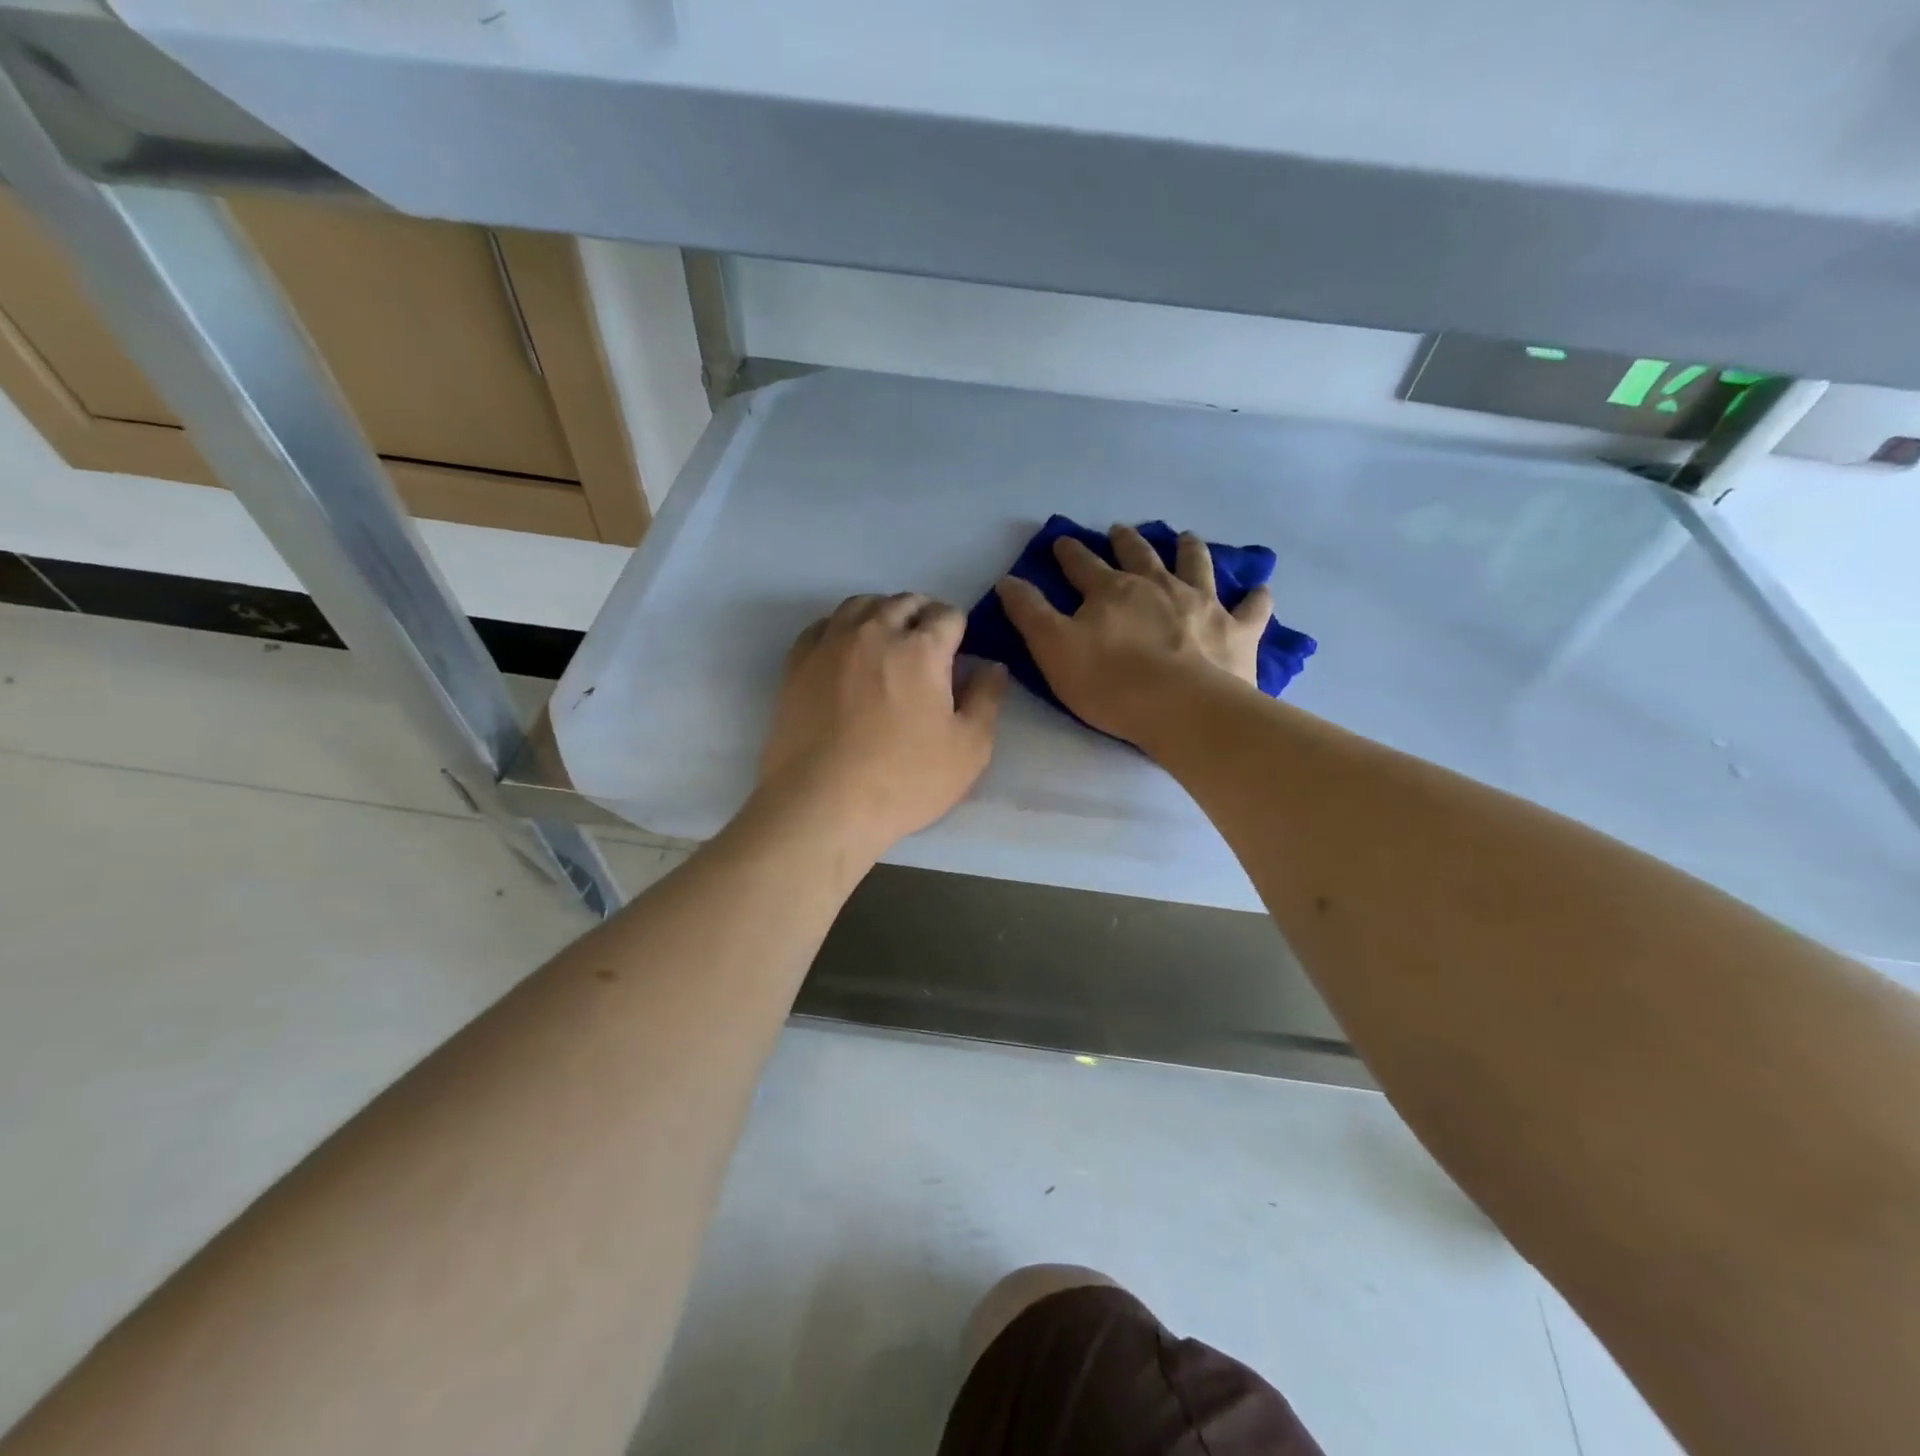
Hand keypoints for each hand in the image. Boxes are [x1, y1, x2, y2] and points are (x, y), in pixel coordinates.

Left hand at [759, 593, 1007, 854]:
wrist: (821, 805)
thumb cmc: (903, 780)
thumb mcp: (968, 749)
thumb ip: (987, 699)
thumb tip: (993, 666)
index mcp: (921, 648)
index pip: (947, 615)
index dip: (958, 630)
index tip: (957, 653)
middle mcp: (875, 631)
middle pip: (905, 602)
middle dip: (923, 616)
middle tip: (927, 647)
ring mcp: (830, 643)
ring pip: (861, 604)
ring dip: (883, 613)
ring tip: (888, 641)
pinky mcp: (797, 662)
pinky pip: (824, 625)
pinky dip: (843, 627)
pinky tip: (847, 651)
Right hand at [995, 524, 1270, 747]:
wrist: (1182, 709)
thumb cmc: (1110, 683)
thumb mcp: (1053, 649)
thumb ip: (1030, 613)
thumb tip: (1008, 580)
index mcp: (1112, 591)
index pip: (1083, 565)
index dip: (1070, 553)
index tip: (1063, 541)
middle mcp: (1158, 586)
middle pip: (1140, 555)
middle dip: (1127, 541)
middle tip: (1122, 530)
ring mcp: (1202, 604)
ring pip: (1196, 565)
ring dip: (1190, 550)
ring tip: (1187, 537)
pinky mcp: (1237, 631)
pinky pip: (1251, 609)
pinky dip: (1256, 598)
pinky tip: (1260, 589)